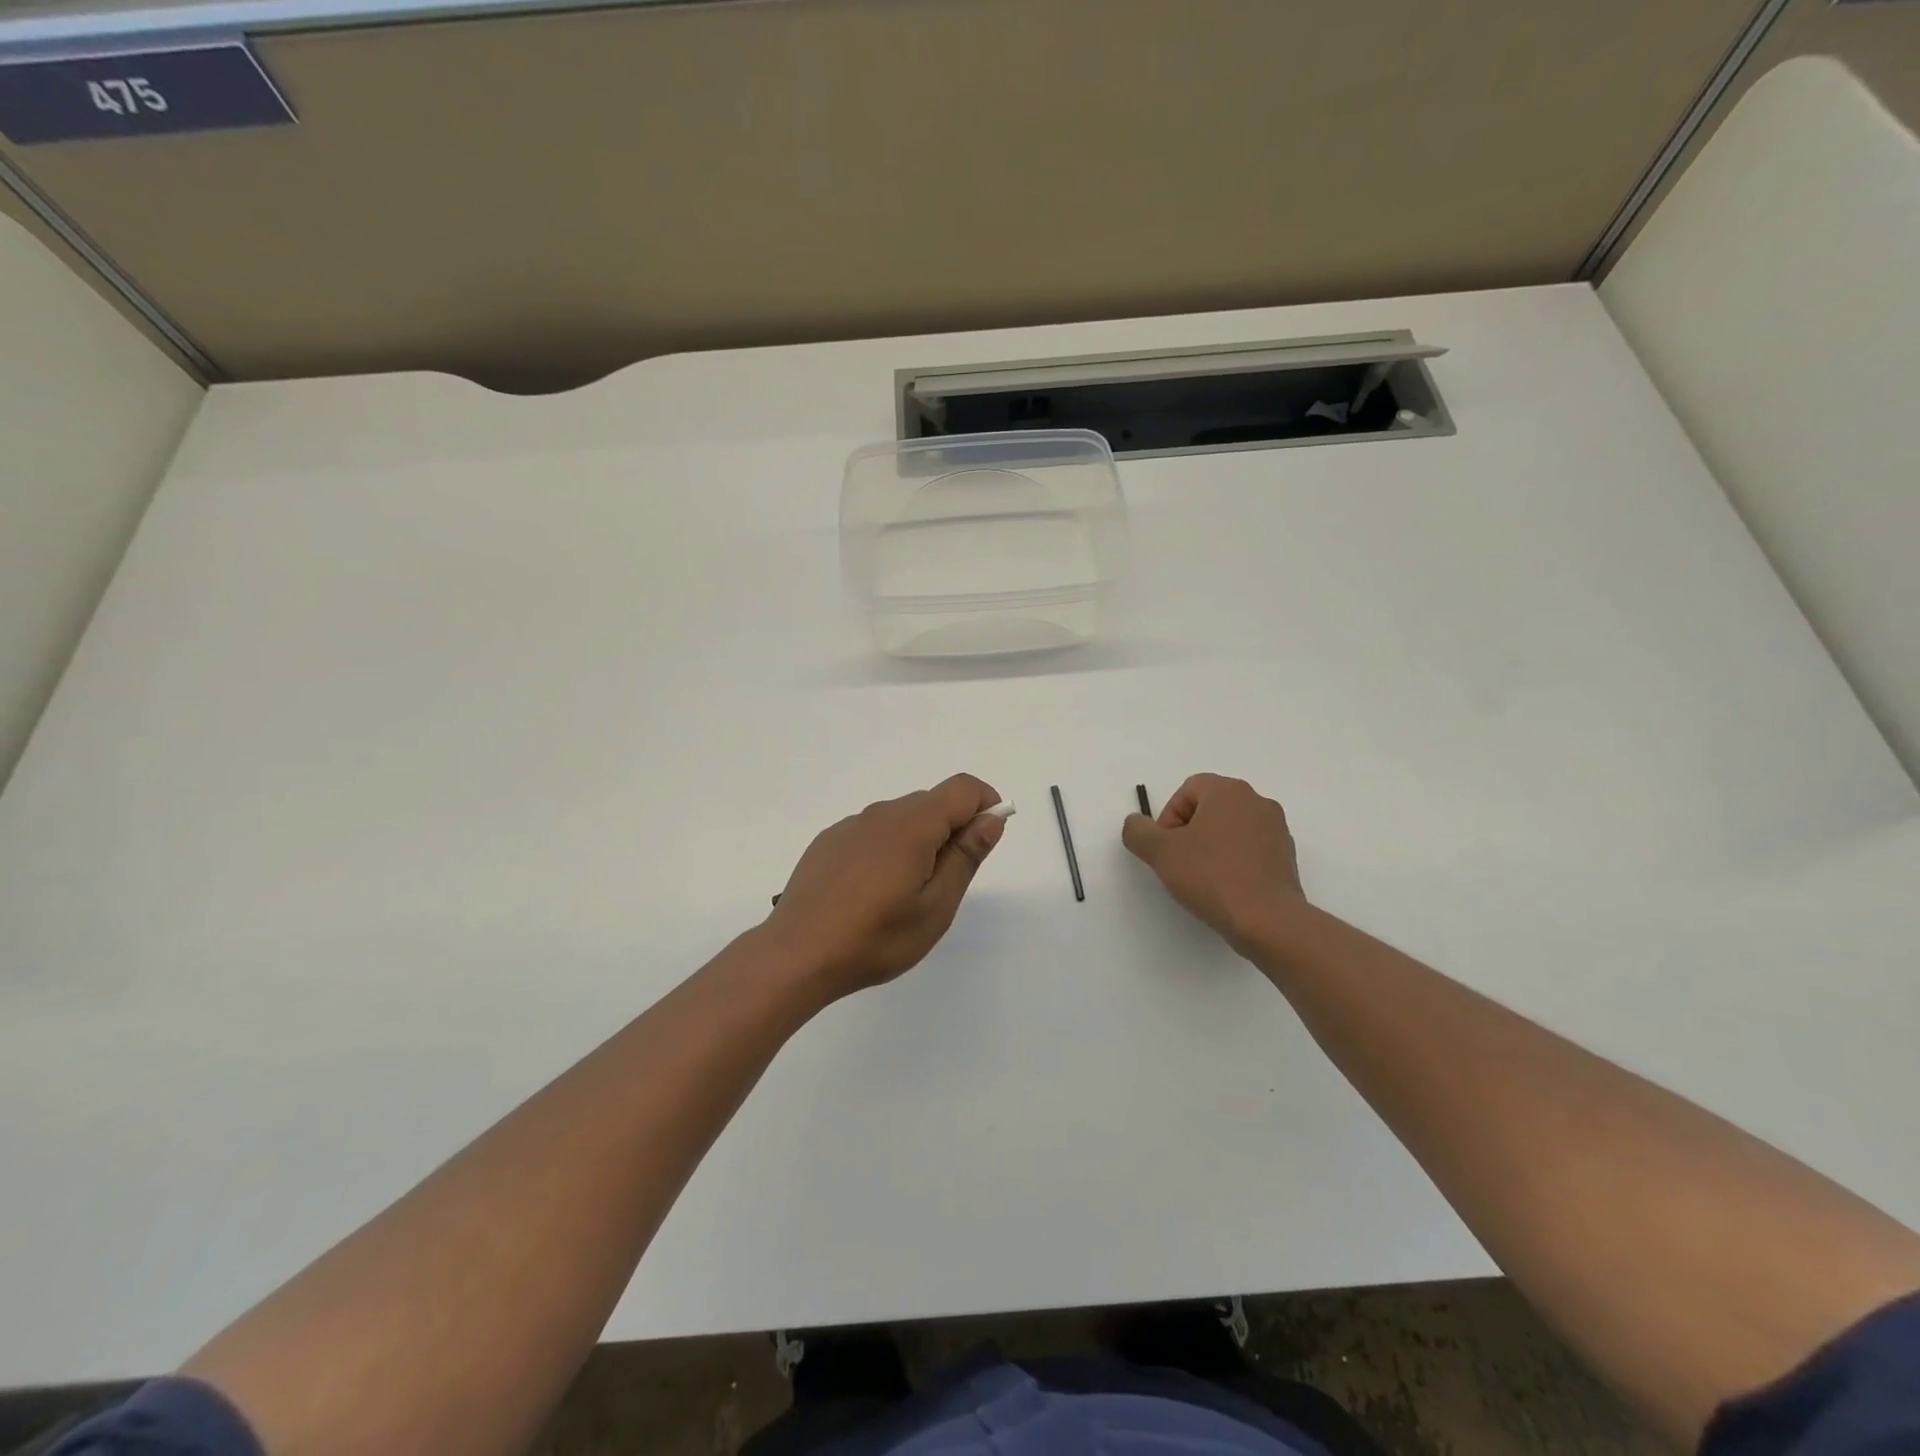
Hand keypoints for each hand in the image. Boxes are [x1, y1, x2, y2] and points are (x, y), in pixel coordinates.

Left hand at [766, 774, 1006, 999]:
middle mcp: (881, 814)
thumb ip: (965, 857)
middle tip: (946, 883)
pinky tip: (871, 892)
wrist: (796, 956)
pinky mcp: (828, 841)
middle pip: (932, 802)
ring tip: (906, 894)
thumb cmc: (875, 939)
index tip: (987, 841)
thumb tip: (991, 819)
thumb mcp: (935, 907)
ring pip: (901, 818)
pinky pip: (872, 832)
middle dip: (953, 829)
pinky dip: (887, 849)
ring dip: (919, 840)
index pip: (962, 789)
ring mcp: (850, 826)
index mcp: (912, 825)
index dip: (986, 804)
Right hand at [1122, 774, 1309, 955]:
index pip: (1187, 791)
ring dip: (1211, 846)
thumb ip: (1138, 831)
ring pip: (1230, 829)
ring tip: (1202, 878)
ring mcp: (1276, 829)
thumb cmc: (1211, 876)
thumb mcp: (1160, 852)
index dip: (1168, 818)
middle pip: (1209, 808)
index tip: (1166, 848)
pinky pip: (1250, 849)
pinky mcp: (1286, 856)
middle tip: (1179, 862)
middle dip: (1189, 832)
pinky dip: (1234, 861)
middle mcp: (1256, 801)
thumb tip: (1136, 824)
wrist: (1267, 920)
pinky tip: (1226, 888)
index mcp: (1228, 791)